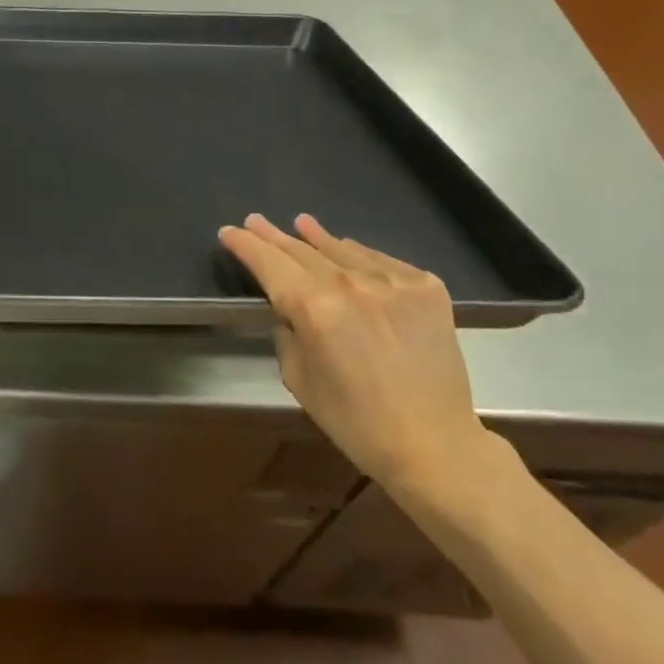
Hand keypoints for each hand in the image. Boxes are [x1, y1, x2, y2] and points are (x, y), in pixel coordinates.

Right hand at [218, 213, 491, 490]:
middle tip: (256, 220)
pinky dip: (359, 255)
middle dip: (274, 236)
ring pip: (343, 249)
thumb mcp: (298, 379)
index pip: (268, 263)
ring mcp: (391, 281)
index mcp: (313, 307)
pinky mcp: (425, 287)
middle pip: (301, 250)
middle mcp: (349, 283)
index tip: (229, 231)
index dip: (245, 245)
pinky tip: (348, 249)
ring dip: (317, 237)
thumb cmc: (355, 421)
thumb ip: (287, 333)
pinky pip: (382, 261)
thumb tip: (291, 310)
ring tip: (301, 223)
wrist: (434, 443)